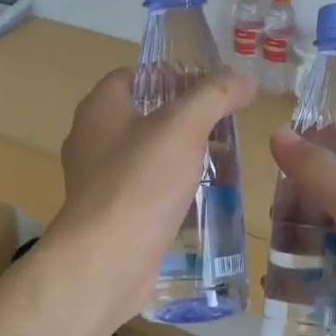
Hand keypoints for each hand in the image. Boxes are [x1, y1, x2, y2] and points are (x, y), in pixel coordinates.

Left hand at [52, 68, 257, 328]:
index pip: (133, 75)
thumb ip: (214, 96)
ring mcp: (98, 181)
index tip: (209, 87)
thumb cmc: (141, 183)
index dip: (171, 74)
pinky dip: (172, 189)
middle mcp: (92, 140)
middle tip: (224, 124)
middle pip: (142, 115)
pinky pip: (145, 191)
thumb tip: (243, 79)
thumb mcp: (184, 127)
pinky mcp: (111, 215)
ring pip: (146, 156)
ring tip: (222, 160)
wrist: (107, 260)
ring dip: (180, 155)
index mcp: (99, 109)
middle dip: (184, 118)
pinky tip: (202, 198)